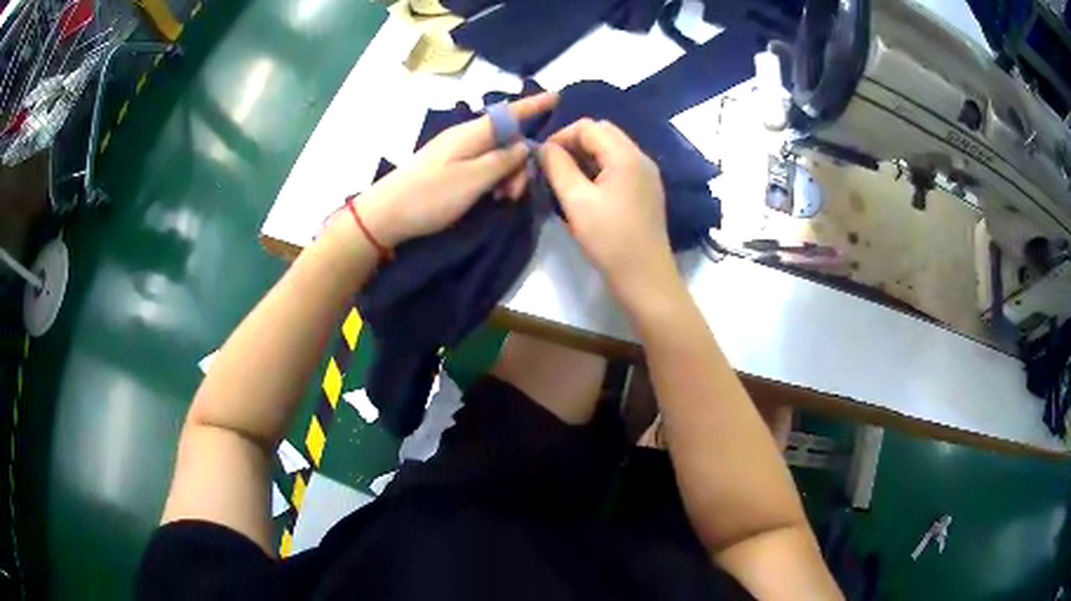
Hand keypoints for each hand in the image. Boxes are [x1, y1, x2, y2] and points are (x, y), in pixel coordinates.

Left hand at [356, 93, 557, 247]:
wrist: (385, 215)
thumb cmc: (429, 196)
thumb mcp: (473, 180)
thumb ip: (503, 161)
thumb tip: (525, 147)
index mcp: (472, 134)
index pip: (511, 113)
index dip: (534, 105)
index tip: (557, 96)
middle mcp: (465, 137)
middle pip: (507, 139)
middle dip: (520, 161)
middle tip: (515, 194)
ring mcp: (455, 152)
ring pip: (496, 155)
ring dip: (507, 175)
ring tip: (502, 199)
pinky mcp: (449, 168)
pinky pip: (482, 166)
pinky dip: (492, 179)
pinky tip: (491, 197)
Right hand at [542, 118, 677, 300]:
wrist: (645, 277)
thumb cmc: (609, 239)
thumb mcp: (576, 201)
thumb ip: (557, 167)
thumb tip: (544, 147)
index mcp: (625, 155)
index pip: (588, 126)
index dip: (561, 136)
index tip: (542, 159)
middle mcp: (640, 157)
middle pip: (602, 133)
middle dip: (574, 143)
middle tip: (553, 166)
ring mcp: (647, 174)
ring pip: (611, 149)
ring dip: (586, 156)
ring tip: (566, 179)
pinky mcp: (646, 190)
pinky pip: (620, 166)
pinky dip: (600, 169)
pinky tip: (586, 190)